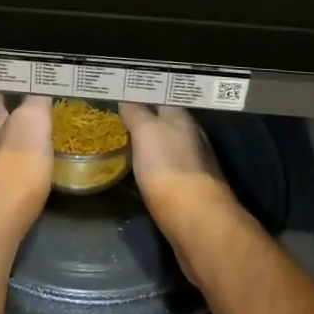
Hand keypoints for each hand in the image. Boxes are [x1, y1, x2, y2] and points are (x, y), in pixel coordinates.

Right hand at [120, 104, 245, 283]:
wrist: (196, 220)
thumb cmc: (168, 167)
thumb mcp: (146, 131)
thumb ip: (136, 112)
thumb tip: (126, 99)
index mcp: (182, 118)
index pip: (160, 97)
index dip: (141, 94)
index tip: (120, 92)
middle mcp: (191, 137)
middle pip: (165, 121)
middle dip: (145, 117)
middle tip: (117, 116)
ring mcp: (193, 164)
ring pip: (167, 145)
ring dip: (149, 142)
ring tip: (124, 140)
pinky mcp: (190, 190)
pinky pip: (166, 168)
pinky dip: (153, 165)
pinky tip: (140, 169)